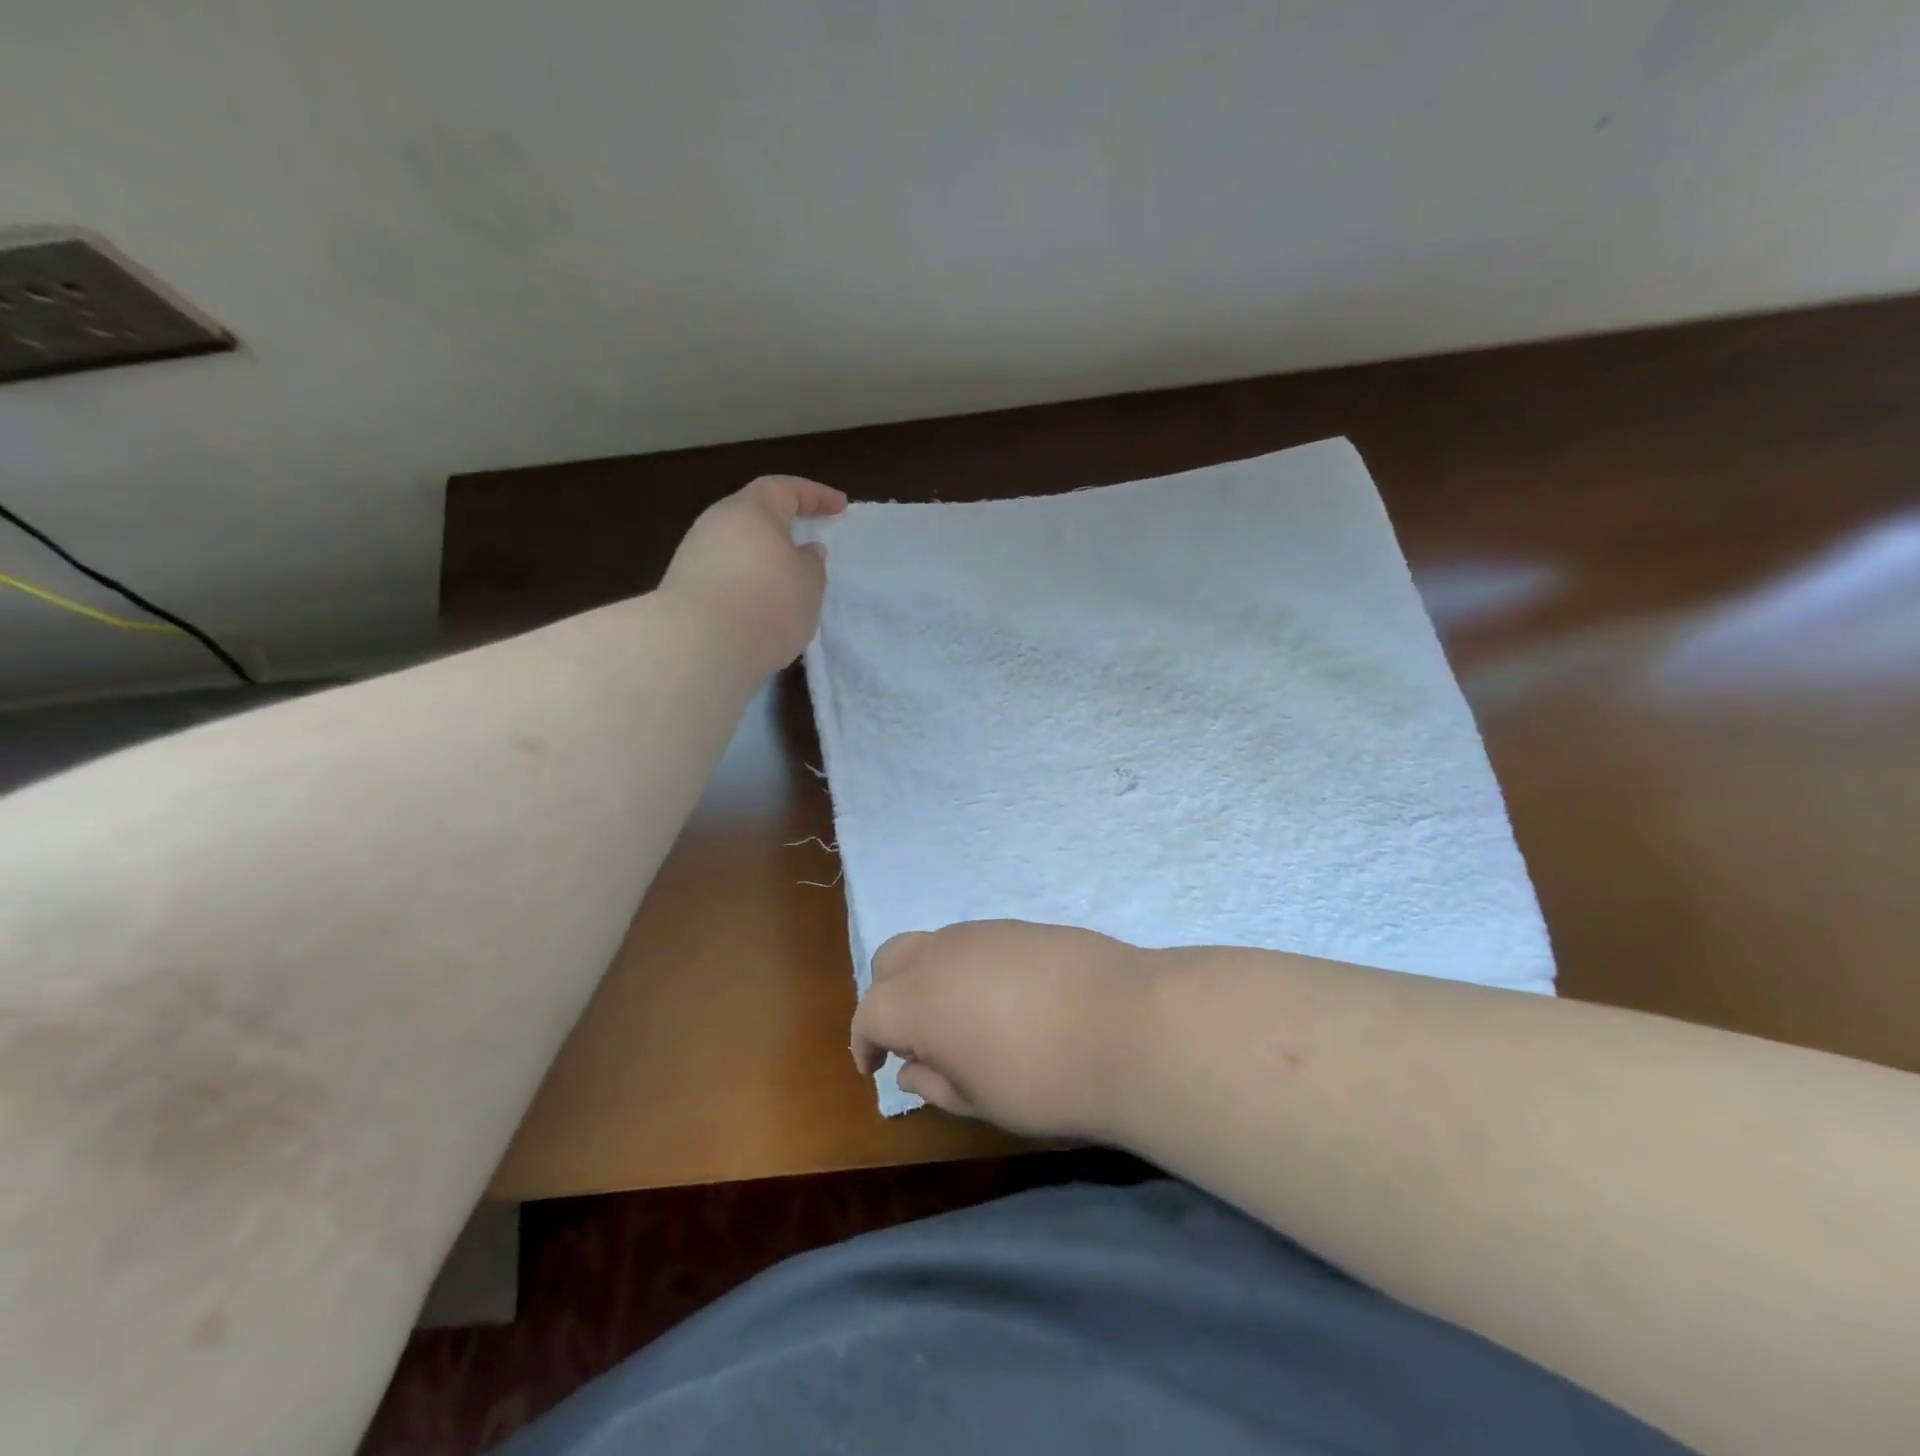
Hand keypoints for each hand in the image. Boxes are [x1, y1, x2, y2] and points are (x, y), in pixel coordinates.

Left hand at [661, 475, 847, 674]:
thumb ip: (812, 564)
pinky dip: (747, 586)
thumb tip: (806, 552)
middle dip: (784, 529)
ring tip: (789, 588)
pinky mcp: (685, 589)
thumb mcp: (809, 585)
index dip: (816, 495)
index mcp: (751, 510)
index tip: (841, 506)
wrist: (699, 647)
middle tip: (810, 546)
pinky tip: (761, 611)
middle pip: (755, 517)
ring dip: (765, 563)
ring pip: (739, 549)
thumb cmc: (767, 604)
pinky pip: (726, 577)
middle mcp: (716, 524)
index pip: (786, 489)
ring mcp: (695, 556)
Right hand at [850, 920, 1156, 1140]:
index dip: (865, 1041)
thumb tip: (908, 1071)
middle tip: (913, 1036)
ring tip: (962, 1018)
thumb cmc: (1044, 1079)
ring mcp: (984, 932)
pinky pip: (976, 941)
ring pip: (935, 944)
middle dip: (888, 996)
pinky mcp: (1022, 925)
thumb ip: (935, 1083)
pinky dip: (968, 966)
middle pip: (891, 960)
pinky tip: (1004, 998)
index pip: (870, 1013)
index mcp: (918, 1000)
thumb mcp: (980, 1100)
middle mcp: (942, 953)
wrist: (1127, 1026)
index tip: (874, 1066)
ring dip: (930, 977)